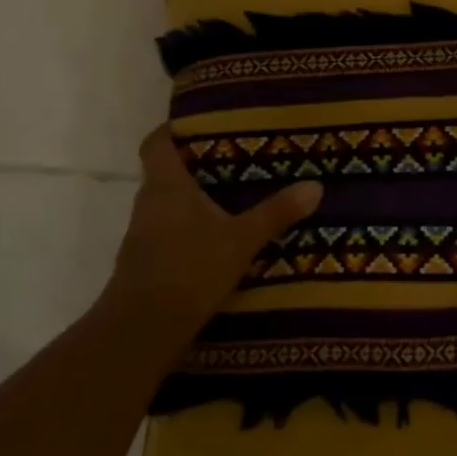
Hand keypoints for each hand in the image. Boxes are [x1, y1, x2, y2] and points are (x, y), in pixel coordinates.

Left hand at [102, 122, 321, 365]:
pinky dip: (190, 229)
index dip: (172, 130)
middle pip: (166, 173)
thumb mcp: (241, 240)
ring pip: (168, 205)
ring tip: (233, 196)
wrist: (140, 333)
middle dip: (196, 165)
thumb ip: (277, 212)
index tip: (199, 122)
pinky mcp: (146, 265)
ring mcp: (143, 237)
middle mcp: (148, 204)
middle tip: (235, 157)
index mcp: (166, 187)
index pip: (157, 143)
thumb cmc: (188, 270)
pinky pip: (169, 233)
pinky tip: (218, 239)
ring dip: (194, 200)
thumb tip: (316, 185)